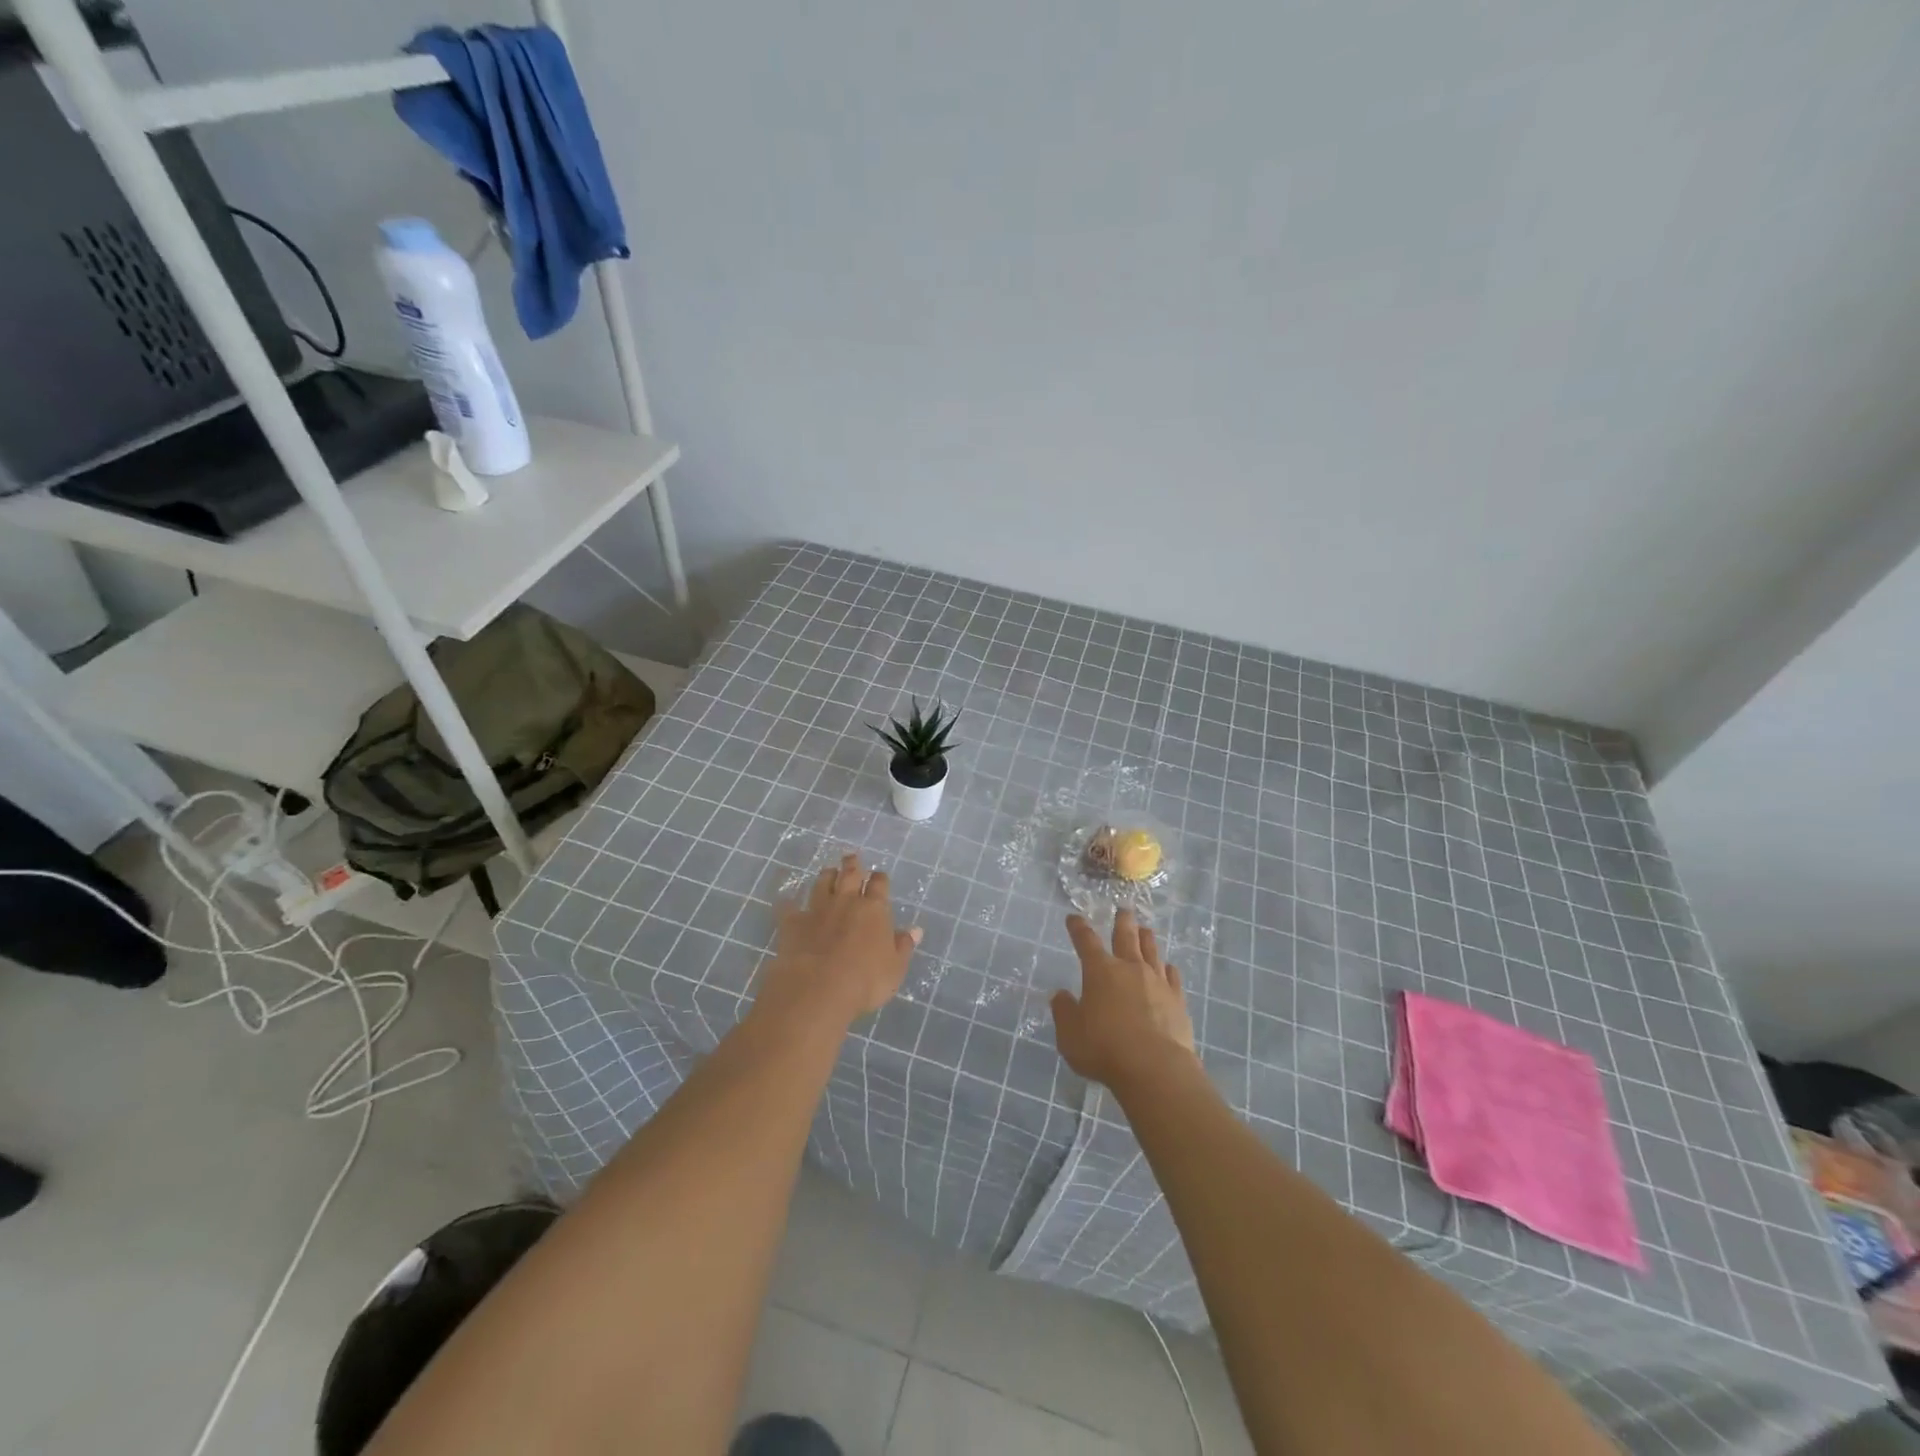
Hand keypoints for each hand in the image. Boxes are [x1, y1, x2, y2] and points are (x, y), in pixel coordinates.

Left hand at [758, 854, 921, 1028]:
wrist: (817, 988)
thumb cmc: (865, 981)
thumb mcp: (895, 968)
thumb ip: (903, 946)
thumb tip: (915, 930)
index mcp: (874, 909)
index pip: (879, 884)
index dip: (879, 879)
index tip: (879, 877)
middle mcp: (846, 901)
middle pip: (849, 875)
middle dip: (852, 865)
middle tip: (851, 858)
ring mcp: (817, 909)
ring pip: (822, 883)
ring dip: (826, 876)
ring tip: (828, 872)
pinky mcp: (792, 922)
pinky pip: (789, 907)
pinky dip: (789, 903)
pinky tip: (787, 901)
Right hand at [1050, 910, 1196, 1088]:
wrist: (1155, 1068)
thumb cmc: (1104, 1049)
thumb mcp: (1070, 1035)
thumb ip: (1064, 1012)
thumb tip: (1061, 995)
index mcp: (1100, 972)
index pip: (1086, 941)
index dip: (1078, 928)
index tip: (1074, 918)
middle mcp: (1129, 968)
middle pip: (1126, 937)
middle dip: (1122, 922)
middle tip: (1123, 910)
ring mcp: (1157, 982)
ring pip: (1151, 951)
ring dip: (1146, 938)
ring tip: (1146, 929)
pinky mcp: (1177, 1000)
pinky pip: (1172, 976)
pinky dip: (1168, 968)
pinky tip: (1168, 967)